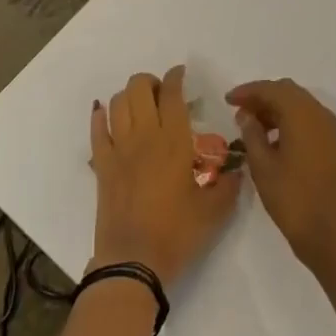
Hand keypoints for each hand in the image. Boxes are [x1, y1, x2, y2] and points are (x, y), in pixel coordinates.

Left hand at [91, 66, 239, 287]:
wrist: (133, 262)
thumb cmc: (177, 233)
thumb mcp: (214, 212)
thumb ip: (228, 185)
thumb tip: (238, 170)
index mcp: (174, 141)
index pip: (172, 94)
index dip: (175, 77)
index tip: (180, 73)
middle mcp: (144, 135)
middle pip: (139, 87)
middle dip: (151, 82)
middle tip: (162, 94)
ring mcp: (119, 148)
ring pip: (117, 101)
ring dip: (129, 95)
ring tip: (140, 104)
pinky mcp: (101, 164)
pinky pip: (97, 129)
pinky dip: (101, 116)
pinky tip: (106, 114)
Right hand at [226, 78, 335, 283]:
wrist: (335, 237)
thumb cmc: (294, 200)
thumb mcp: (263, 167)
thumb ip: (252, 134)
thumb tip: (246, 114)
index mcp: (301, 114)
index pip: (271, 89)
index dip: (247, 91)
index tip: (227, 100)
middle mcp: (319, 114)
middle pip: (287, 92)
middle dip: (262, 97)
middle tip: (239, 111)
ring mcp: (329, 130)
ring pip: (299, 105)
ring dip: (276, 109)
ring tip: (252, 128)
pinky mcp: (333, 146)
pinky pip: (308, 120)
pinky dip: (289, 121)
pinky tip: (273, 141)